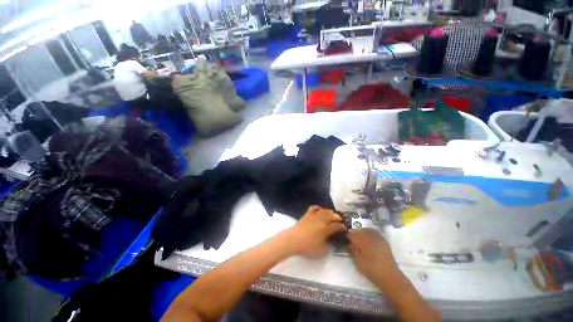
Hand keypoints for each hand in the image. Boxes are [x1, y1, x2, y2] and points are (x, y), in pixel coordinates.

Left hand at [286, 206, 346, 257]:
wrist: (293, 239)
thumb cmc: (308, 247)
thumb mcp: (321, 251)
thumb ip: (329, 247)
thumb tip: (333, 243)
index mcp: (326, 229)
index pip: (337, 226)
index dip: (342, 227)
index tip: (344, 229)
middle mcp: (321, 220)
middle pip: (332, 215)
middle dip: (338, 218)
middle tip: (340, 221)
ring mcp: (314, 215)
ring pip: (324, 210)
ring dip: (330, 212)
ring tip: (332, 214)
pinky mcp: (307, 214)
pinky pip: (314, 207)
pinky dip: (318, 207)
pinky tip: (320, 209)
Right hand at [348, 229, 398, 285]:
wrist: (390, 277)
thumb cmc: (372, 270)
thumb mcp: (358, 262)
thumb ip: (353, 251)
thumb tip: (349, 244)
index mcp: (363, 241)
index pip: (353, 234)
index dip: (349, 235)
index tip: (346, 237)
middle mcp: (371, 237)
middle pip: (361, 230)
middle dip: (356, 232)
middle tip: (352, 236)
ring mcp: (379, 239)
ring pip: (369, 230)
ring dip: (363, 231)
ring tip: (360, 236)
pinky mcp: (385, 242)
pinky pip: (375, 233)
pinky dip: (370, 233)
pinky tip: (369, 238)